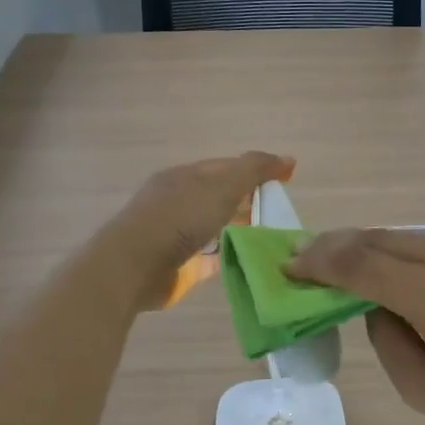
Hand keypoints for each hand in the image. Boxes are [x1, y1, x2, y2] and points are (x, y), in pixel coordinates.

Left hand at [107, 152, 294, 310]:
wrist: (136, 265)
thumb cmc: (179, 218)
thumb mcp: (222, 186)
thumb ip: (254, 170)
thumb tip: (289, 159)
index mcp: (184, 177)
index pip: (225, 167)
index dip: (255, 171)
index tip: (284, 182)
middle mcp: (178, 202)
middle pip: (219, 198)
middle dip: (248, 202)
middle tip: (280, 213)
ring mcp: (175, 235)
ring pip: (214, 228)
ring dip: (239, 231)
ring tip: (271, 239)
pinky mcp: (178, 265)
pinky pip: (209, 258)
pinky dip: (228, 257)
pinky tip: (249, 262)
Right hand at [288, 229, 424, 424]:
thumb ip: (389, 345)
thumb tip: (378, 311)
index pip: (358, 264)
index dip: (317, 263)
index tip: (288, 269)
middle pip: (377, 239)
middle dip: (334, 246)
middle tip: (302, 261)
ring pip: (404, 237)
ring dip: (365, 247)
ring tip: (338, 265)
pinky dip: (397, 254)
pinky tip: (388, 275)